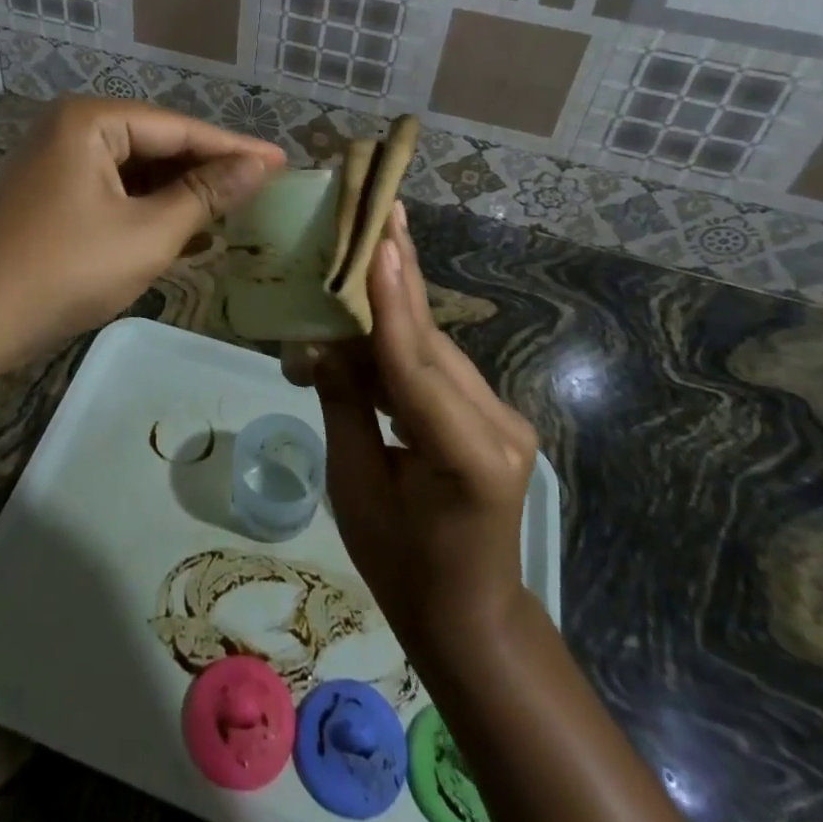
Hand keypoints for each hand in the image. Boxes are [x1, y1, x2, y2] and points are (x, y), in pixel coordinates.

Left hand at [0, 96, 283, 372]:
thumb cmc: (64, 270)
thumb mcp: (147, 233)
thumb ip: (205, 194)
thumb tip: (259, 165)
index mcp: (91, 121)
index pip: (180, 128)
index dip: (235, 148)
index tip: (284, 161)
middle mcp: (71, 128)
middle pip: (157, 144)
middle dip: (206, 170)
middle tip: (263, 188)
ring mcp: (55, 161)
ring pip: (135, 170)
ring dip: (179, 193)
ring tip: (233, 209)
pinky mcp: (49, 194)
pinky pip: (112, 190)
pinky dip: (147, 209)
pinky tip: (183, 228)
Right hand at [312, 203, 538, 657]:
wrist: (469, 613)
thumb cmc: (400, 565)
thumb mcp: (355, 487)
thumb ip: (344, 403)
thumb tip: (318, 340)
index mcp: (467, 457)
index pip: (415, 365)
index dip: (392, 301)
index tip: (381, 240)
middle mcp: (498, 426)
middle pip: (430, 341)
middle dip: (399, 274)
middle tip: (383, 208)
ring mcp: (504, 417)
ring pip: (435, 347)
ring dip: (396, 302)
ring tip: (371, 240)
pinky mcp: (496, 414)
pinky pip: (439, 366)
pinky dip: (402, 337)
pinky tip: (379, 301)